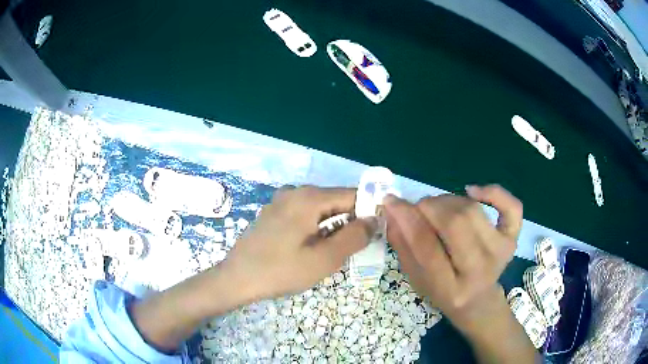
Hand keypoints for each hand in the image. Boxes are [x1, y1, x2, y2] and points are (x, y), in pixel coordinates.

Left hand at [223, 186, 374, 300]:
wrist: (237, 278)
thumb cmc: (281, 271)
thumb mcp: (324, 259)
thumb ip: (354, 236)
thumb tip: (374, 220)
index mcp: (309, 197)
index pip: (352, 195)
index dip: (367, 212)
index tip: (374, 234)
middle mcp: (295, 192)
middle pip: (335, 201)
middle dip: (349, 222)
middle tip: (351, 250)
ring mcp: (281, 201)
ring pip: (320, 209)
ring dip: (332, 227)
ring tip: (329, 252)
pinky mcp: (274, 213)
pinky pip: (304, 214)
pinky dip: (315, 227)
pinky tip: (309, 248)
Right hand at [384, 185, 521, 330]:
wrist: (478, 301)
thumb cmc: (444, 292)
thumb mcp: (417, 278)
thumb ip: (404, 245)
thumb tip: (392, 210)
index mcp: (451, 288)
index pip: (427, 247)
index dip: (407, 219)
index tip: (391, 201)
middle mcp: (480, 270)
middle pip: (456, 223)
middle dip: (430, 206)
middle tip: (419, 207)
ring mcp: (502, 252)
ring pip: (473, 210)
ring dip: (449, 200)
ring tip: (439, 207)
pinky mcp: (513, 238)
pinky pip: (511, 207)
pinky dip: (493, 192)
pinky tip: (473, 191)